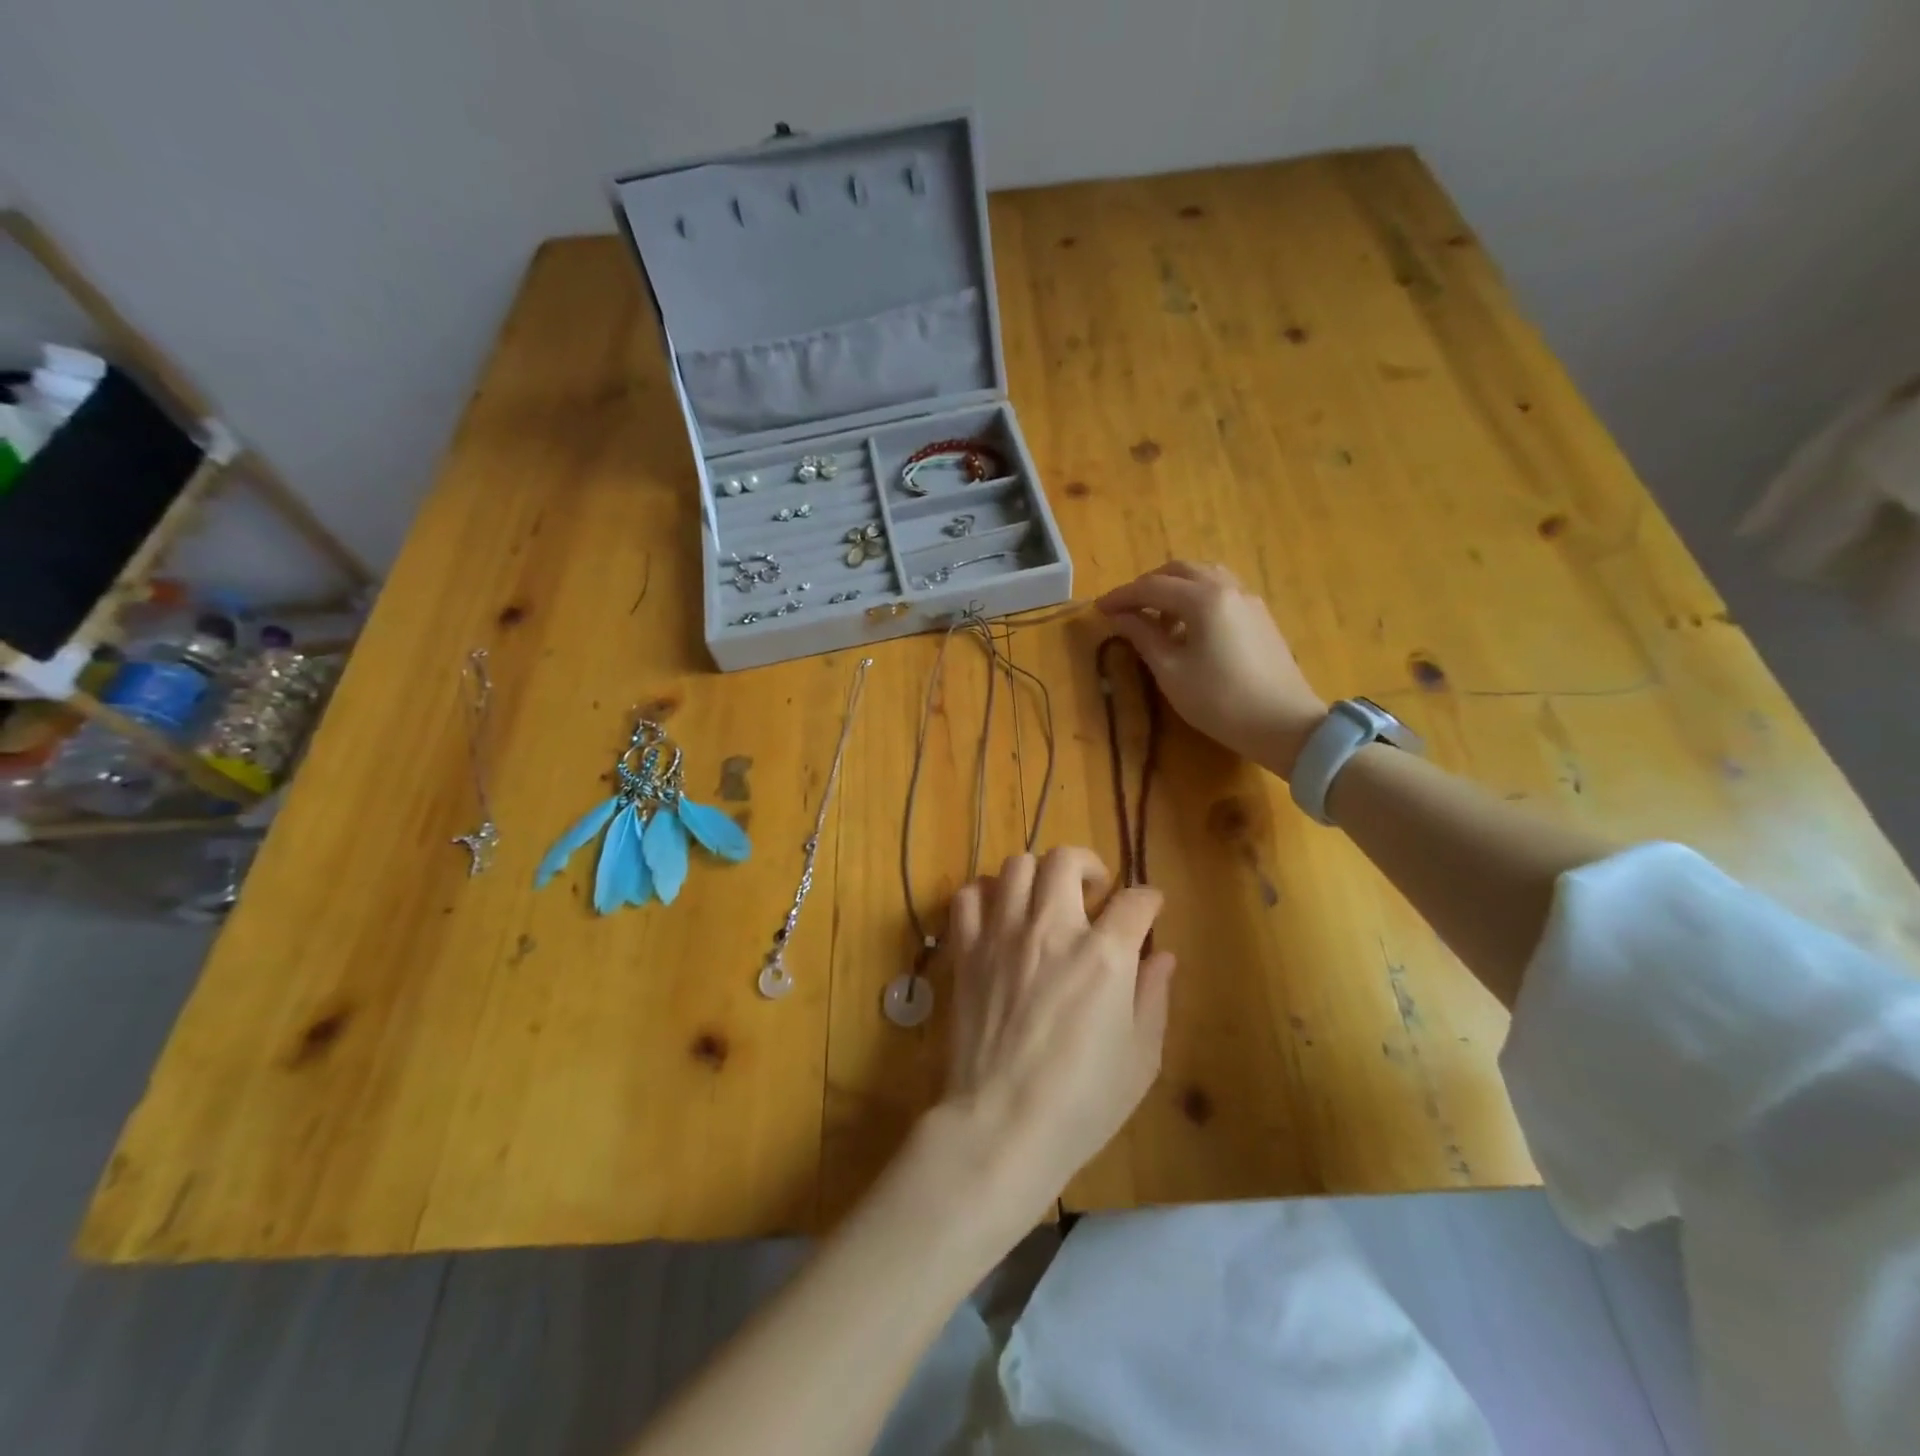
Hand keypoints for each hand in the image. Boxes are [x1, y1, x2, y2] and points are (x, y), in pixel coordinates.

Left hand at [932, 848, 1175, 1232]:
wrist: (1001, 1125)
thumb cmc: (1082, 1102)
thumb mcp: (1140, 1058)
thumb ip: (1153, 997)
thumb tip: (1162, 956)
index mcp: (1103, 955)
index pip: (1135, 900)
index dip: (1149, 899)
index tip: (1150, 908)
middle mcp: (1052, 929)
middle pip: (1066, 860)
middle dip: (1088, 865)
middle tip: (1093, 892)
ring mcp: (1003, 935)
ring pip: (1016, 866)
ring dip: (1037, 875)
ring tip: (1044, 900)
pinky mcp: (967, 951)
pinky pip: (968, 896)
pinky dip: (986, 894)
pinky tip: (999, 914)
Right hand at [1097, 560, 1327, 777]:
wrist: (1285, 724)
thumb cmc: (1220, 701)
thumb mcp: (1171, 672)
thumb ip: (1143, 637)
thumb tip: (1120, 617)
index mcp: (1203, 599)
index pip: (1152, 586)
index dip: (1121, 596)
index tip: (1099, 610)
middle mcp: (1228, 588)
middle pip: (1180, 570)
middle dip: (1148, 585)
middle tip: (1126, 609)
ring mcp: (1248, 600)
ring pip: (1204, 577)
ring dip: (1174, 588)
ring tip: (1156, 617)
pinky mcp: (1260, 616)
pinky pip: (1221, 591)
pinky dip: (1196, 597)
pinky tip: (1188, 627)